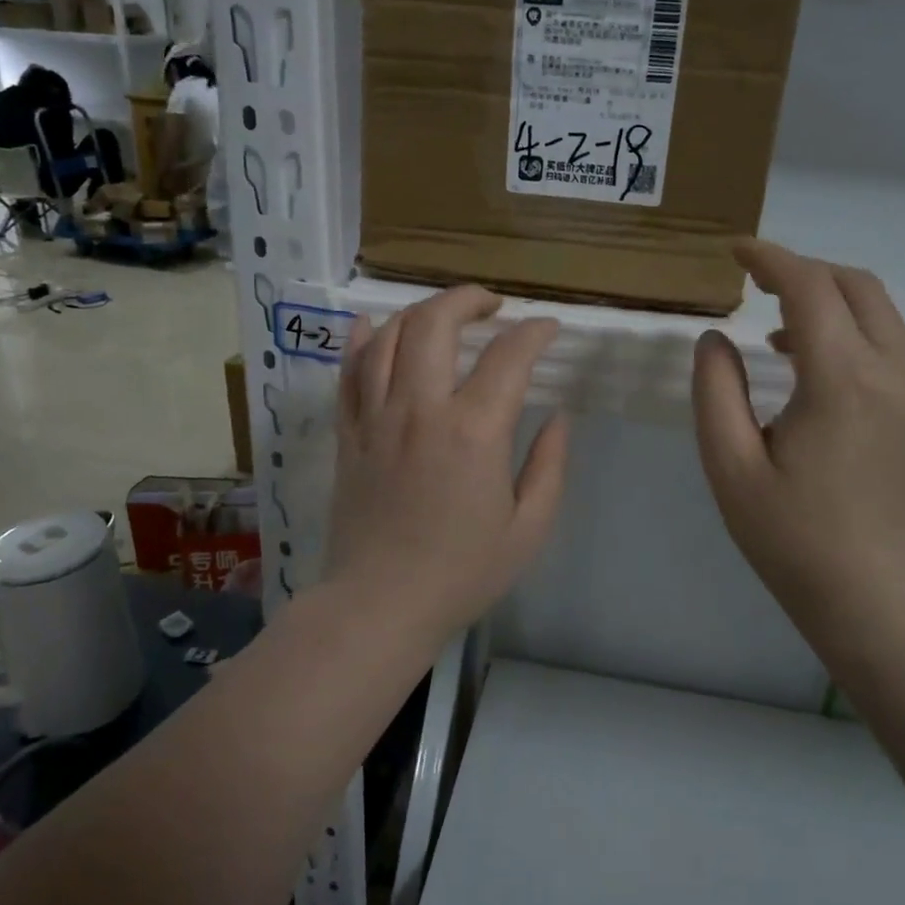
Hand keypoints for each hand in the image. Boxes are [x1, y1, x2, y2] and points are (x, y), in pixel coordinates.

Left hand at [324, 285, 568, 640]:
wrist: (380, 604)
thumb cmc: (462, 572)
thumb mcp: (529, 528)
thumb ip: (549, 465)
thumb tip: (557, 416)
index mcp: (474, 431)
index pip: (508, 356)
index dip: (534, 333)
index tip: (548, 330)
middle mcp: (421, 409)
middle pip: (436, 323)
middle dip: (468, 300)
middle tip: (492, 306)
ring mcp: (376, 418)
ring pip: (388, 336)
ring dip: (419, 312)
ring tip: (443, 316)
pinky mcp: (348, 434)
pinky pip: (347, 372)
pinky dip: (360, 340)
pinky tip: (371, 325)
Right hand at [692, 240, 904, 652]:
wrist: (879, 602)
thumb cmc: (793, 539)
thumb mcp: (730, 467)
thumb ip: (715, 391)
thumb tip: (716, 339)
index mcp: (842, 380)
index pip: (810, 288)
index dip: (770, 259)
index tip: (735, 251)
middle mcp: (895, 373)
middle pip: (857, 285)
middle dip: (805, 270)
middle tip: (757, 284)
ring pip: (882, 315)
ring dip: (831, 303)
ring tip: (779, 335)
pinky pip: (893, 349)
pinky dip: (853, 335)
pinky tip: (817, 375)